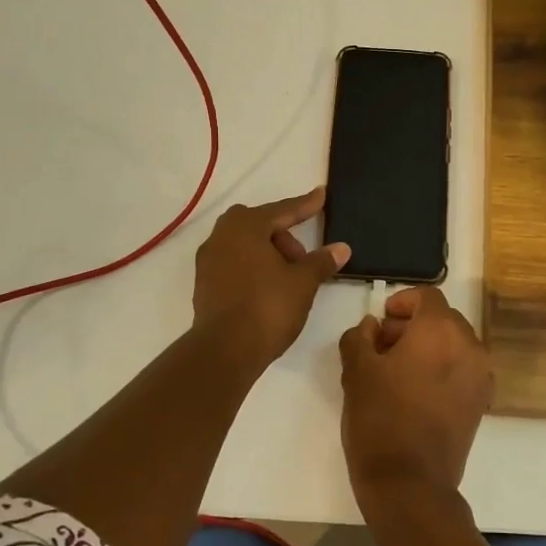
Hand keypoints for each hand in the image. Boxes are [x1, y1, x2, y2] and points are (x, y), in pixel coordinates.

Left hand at [192, 188, 349, 368]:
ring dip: (268, 253)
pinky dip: (254, 268)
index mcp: (245, 226)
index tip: (321, 195)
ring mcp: (208, 261)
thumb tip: (341, 248)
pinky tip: (270, 288)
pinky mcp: (204, 284)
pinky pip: (235, 263)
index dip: (305, 205)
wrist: (225, 350)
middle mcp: (221, 236)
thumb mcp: (303, 282)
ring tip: (289, 277)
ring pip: (245, 245)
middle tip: (303, 258)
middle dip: (284, 235)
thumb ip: (322, 261)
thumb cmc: (268, 307)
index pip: (282, 210)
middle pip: (260, 225)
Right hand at [338, 285, 493, 512]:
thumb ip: (360, 337)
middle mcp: (469, 345)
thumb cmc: (380, 419)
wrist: (411, 483)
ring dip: (428, 347)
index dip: (402, 301)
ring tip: (397, 372)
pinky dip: (443, 368)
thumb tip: (372, 327)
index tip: (381, 319)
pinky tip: (417, 392)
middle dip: (413, 326)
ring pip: (454, 345)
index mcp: (440, 330)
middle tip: (382, 347)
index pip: (427, 296)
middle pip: (443, 319)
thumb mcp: (356, 372)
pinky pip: (462, 369)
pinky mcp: (481, 402)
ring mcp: (480, 375)